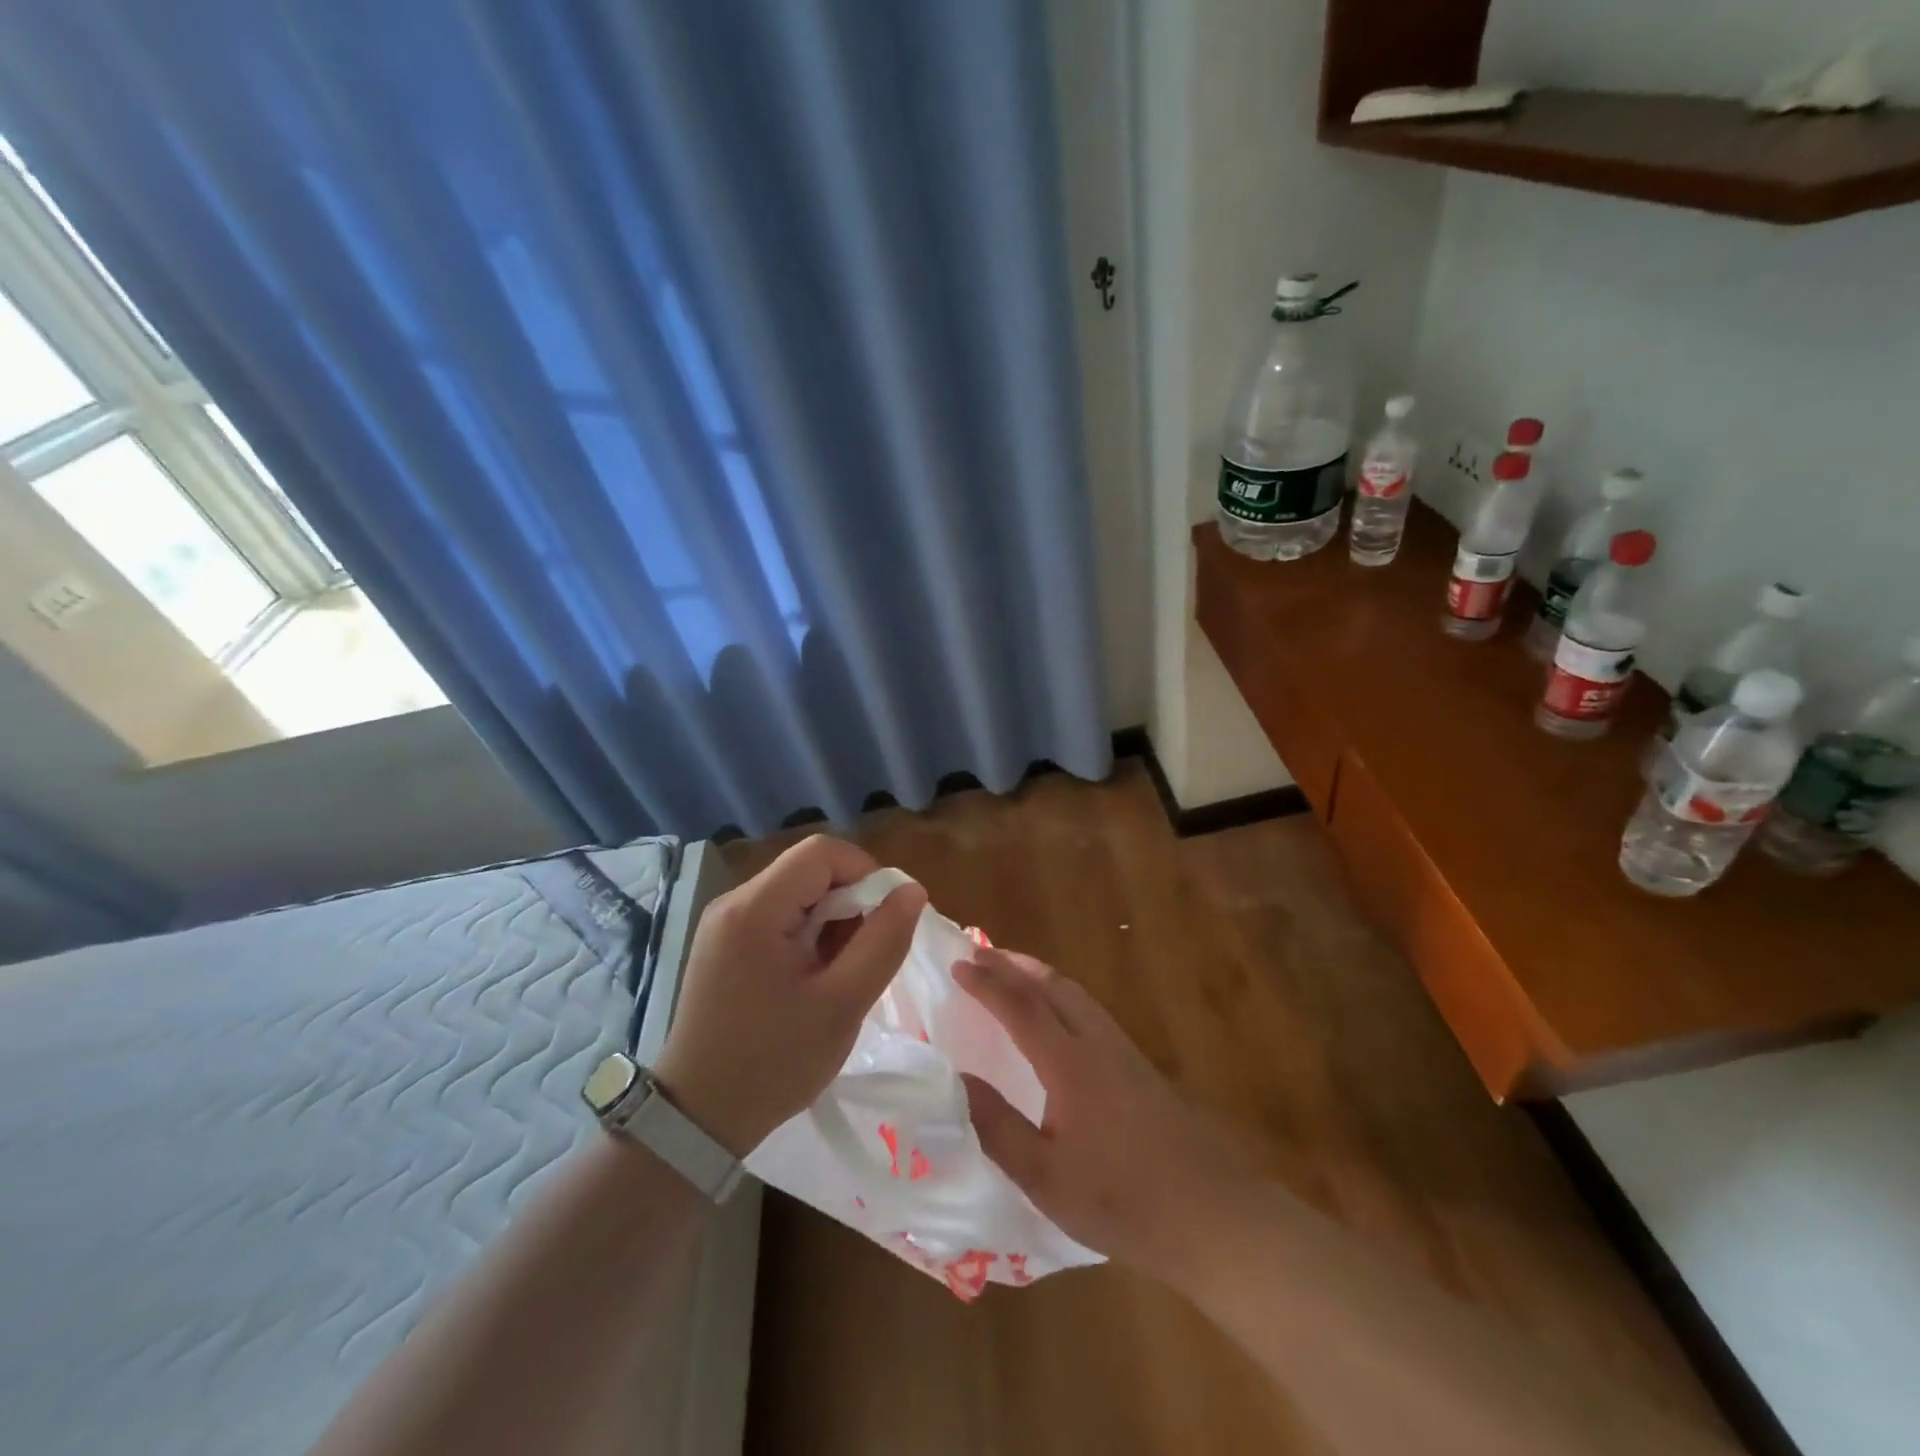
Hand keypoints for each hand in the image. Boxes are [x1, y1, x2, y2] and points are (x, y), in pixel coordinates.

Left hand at [652, 835, 925, 1157]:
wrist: (698, 1119)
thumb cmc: (774, 1062)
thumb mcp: (842, 1004)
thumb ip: (884, 941)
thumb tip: (912, 890)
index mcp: (755, 909)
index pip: (822, 852)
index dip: (866, 872)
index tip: (886, 918)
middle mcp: (734, 902)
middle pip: (808, 870)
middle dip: (850, 901)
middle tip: (864, 954)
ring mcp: (723, 924)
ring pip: (796, 893)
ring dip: (831, 920)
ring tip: (840, 973)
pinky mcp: (723, 945)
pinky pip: (778, 917)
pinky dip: (808, 935)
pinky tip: (813, 978)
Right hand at [955, 947, 1256, 1283]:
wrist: (1215, 1215)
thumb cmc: (1124, 1201)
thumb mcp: (1046, 1176)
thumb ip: (997, 1126)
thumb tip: (956, 1078)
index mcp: (1071, 1063)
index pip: (1021, 1006)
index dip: (987, 983)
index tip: (957, 965)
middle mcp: (1098, 1043)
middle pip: (1052, 986)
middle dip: (1013, 965)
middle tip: (979, 954)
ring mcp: (1125, 1052)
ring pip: (1076, 995)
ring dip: (1039, 976)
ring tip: (1012, 974)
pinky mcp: (1141, 1068)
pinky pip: (1090, 1012)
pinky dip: (1061, 996)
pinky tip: (1058, 1019)